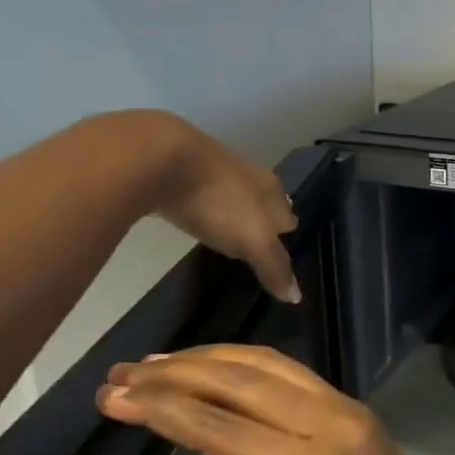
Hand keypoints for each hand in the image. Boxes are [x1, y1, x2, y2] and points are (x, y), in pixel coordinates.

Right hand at [96, 345, 454, 454]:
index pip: (222, 431)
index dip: (162, 412)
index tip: (114, 399)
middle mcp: (331, 427)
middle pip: (240, 385)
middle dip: (173, 377)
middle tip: (120, 376)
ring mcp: (346, 408)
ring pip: (266, 366)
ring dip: (206, 359)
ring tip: (152, 365)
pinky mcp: (352, 404)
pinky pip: (290, 370)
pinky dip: (243, 360)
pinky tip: (210, 364)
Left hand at [133, 112, 300, 303]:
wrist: (158, 158)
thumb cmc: (218, 199)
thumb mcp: (253, 239)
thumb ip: (274, 266)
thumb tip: (296, 296)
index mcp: (269, 188)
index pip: (287, 214)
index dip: (287, 234)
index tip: (285, 252)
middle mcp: (245, 174)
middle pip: (261, 202)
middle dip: (262, 221)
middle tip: (258, 245)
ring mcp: (210, 170)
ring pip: (230, 197)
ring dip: (232, 214)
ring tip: (230, 235)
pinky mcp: (177, 172)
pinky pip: (199, 195)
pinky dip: (203, 208)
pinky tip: (197, 219)